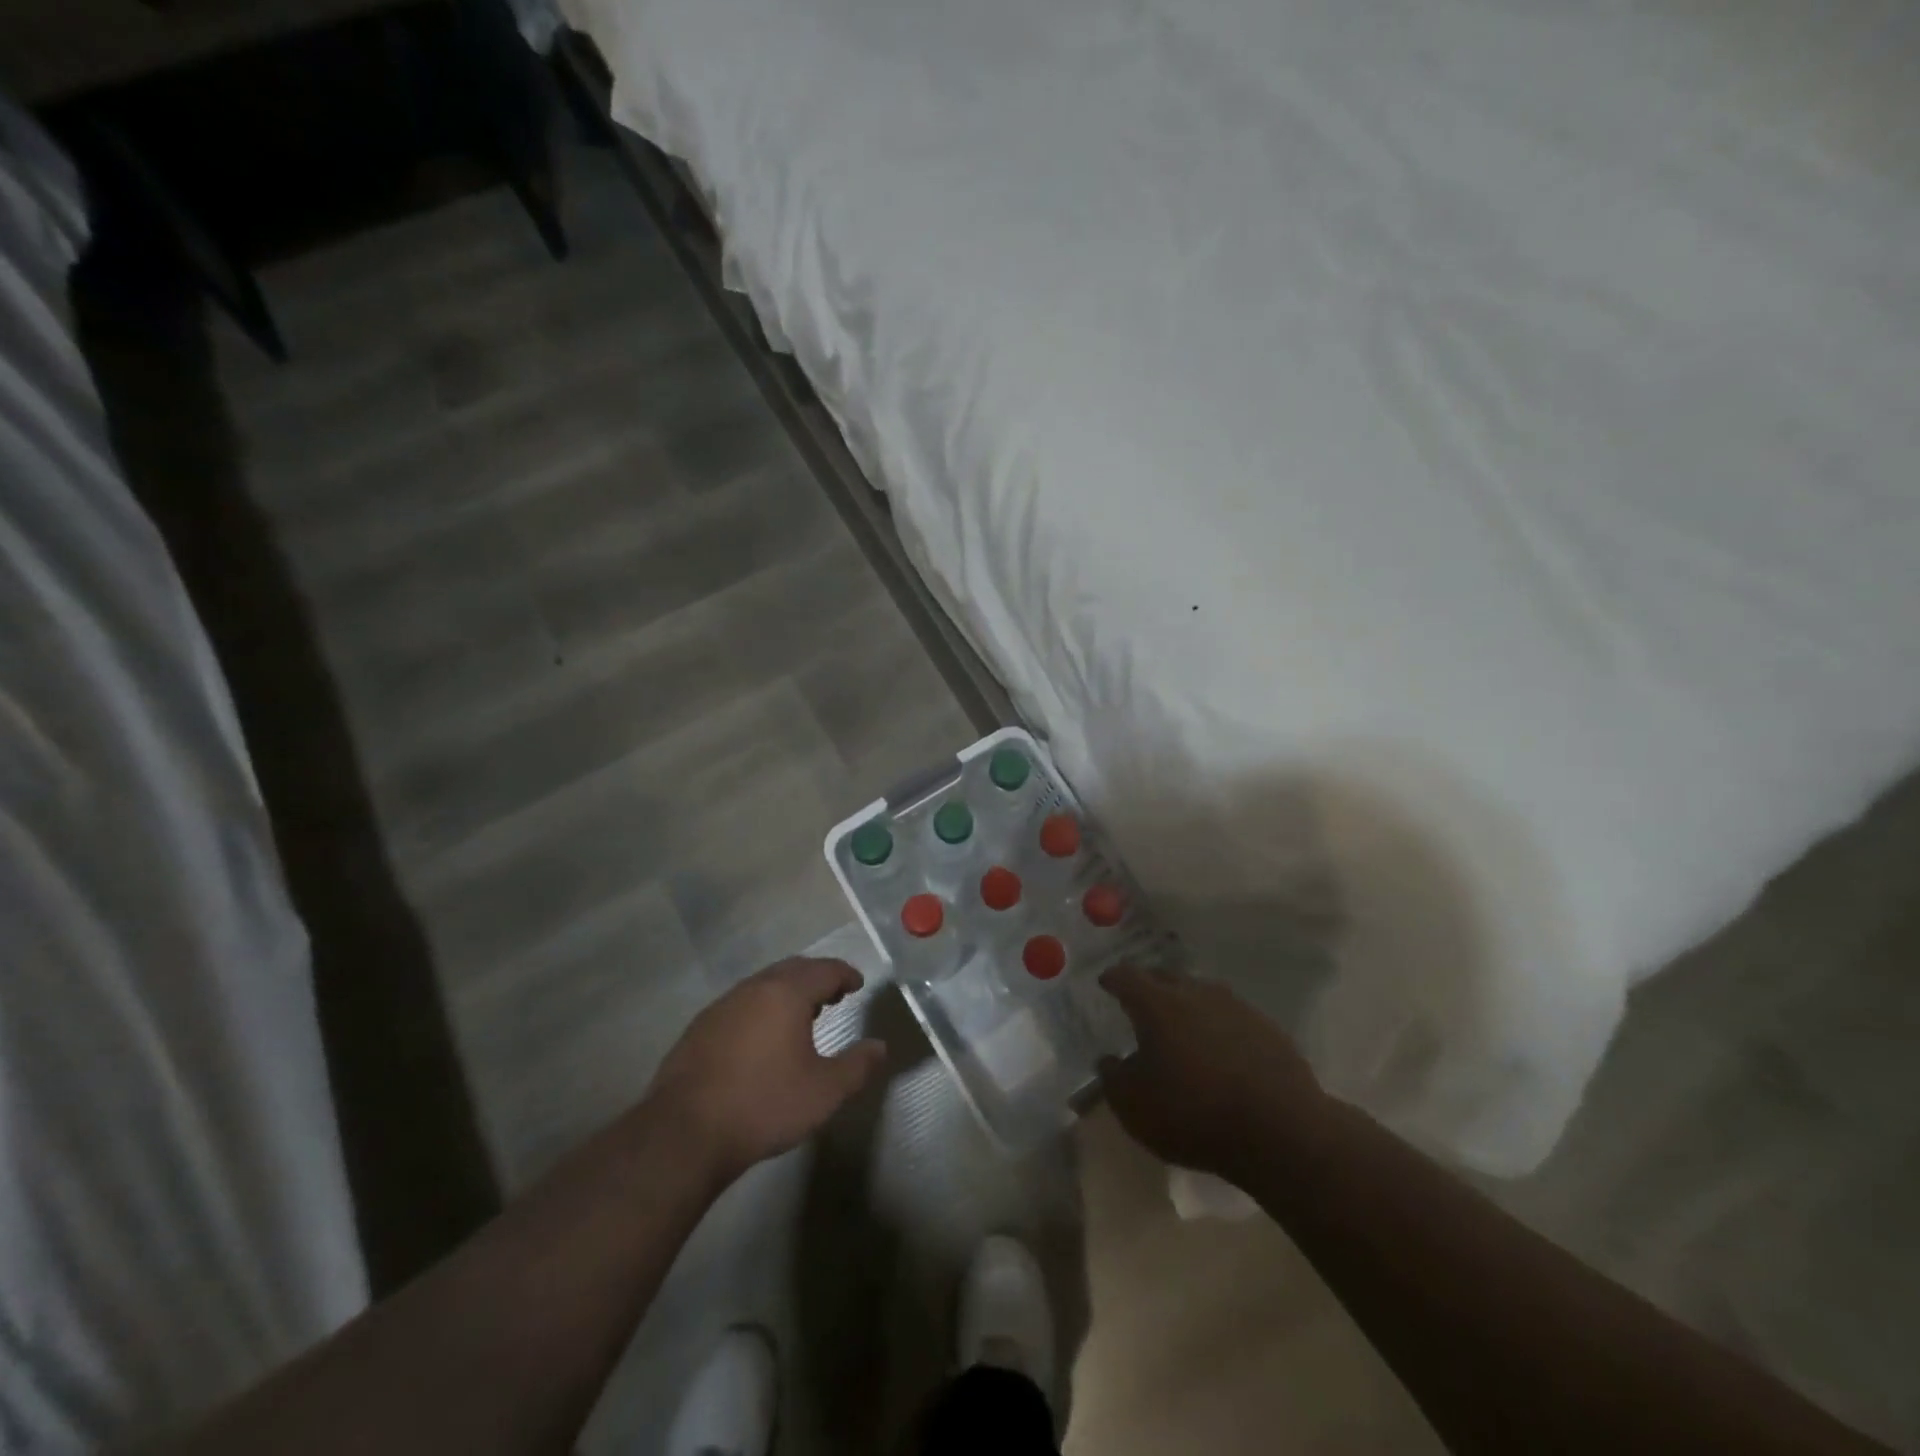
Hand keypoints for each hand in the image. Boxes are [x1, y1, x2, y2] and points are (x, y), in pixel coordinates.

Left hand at [648, 958, 887, 1181]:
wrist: (684, 1134)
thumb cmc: (764, 1105)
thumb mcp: (824, 1092)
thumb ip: (857, 1066)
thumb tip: (880, 1047)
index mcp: (786, 994)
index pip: (825, 970)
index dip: (845, 974)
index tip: (857, 985)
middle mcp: (754, 988)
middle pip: (793, 969)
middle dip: (817, 978)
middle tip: (834, 996)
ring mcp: (722, 1005)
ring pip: (764, 984)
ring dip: (787, 992)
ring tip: (801, 1016)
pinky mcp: (700, 1027)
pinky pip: (741, 1003)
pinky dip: (761, 1008)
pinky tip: (761, 1038)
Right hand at [1098, 966, 1325, 1178]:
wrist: (1281, 1131)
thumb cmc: (1193, 1114)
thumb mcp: (1134, 1107)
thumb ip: (1114, 1079)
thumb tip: (1110, 1060)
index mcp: (1157, 1004)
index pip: (1127, 977)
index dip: (1113, 978)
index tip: (1106, 982)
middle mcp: (1196, 993)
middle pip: (1166, 977)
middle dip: (1150, 986)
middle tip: (1141, 1002)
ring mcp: (1236, 1007)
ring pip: (1202, 994)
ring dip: (1187, 1005)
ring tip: (1181, 1027)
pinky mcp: (1268, 1029)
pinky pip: (1232, 1018)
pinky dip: (1219, 1027)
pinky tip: (1221, 1051)